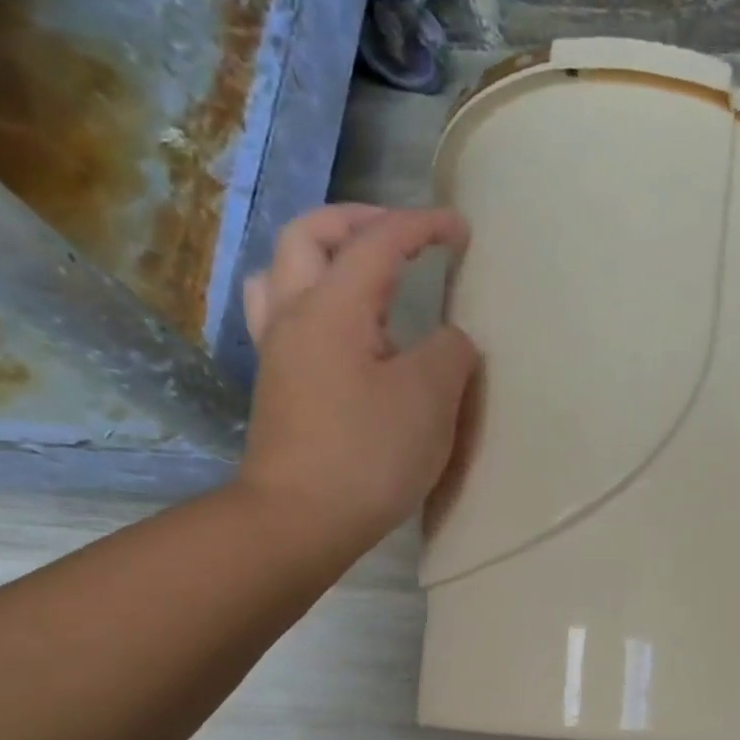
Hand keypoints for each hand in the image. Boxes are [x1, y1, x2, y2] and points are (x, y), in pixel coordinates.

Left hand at [237, 203, 477, 560]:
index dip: (422, 226)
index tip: (461, 228)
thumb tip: (449, 341)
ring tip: (363, 273)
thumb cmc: (370, 454)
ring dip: (324, 254)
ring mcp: (278, 350)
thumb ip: (450, 352)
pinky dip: (313, 298)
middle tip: (404, 234)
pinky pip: (284, 313)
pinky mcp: (278, 384)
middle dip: (360, 221)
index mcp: (333, 308)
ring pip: (284, 271)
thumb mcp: (430, 398)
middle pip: (311, 236)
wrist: (302, 518)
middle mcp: (294, 314)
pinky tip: (341, 329)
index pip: (378, 243)